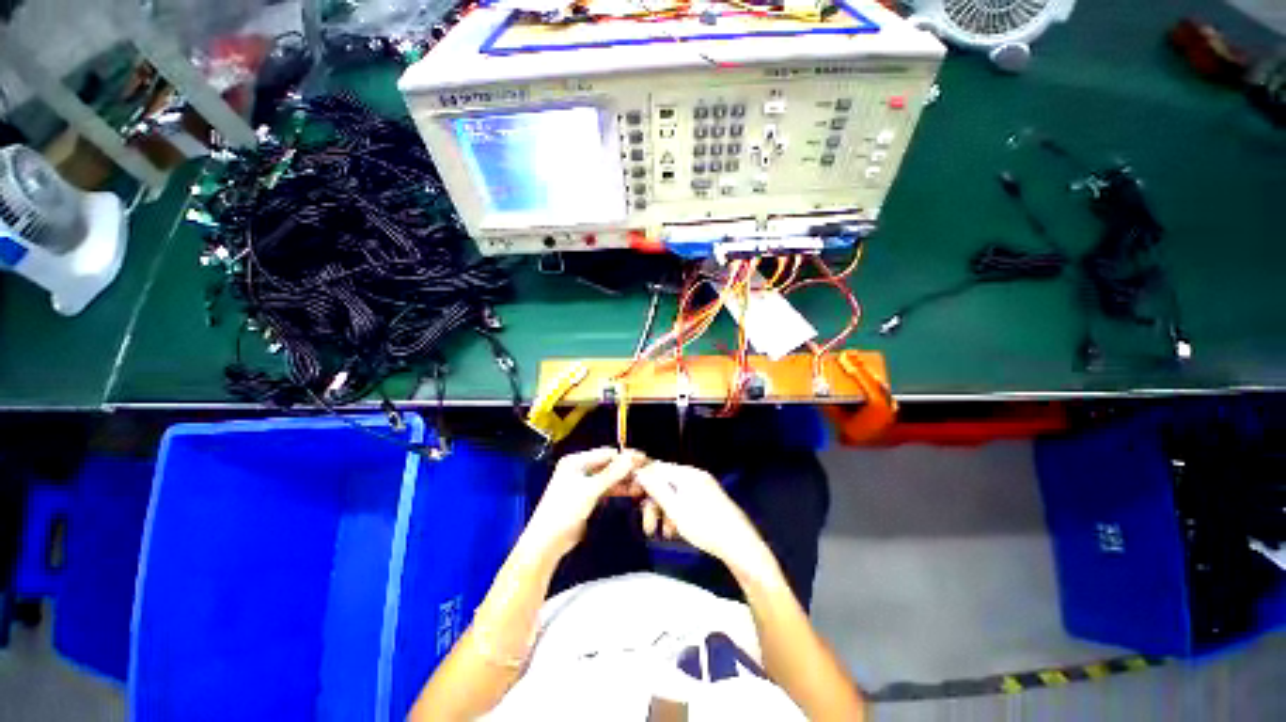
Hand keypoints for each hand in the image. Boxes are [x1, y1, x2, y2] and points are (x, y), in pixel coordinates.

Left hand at [524, 448, 646, 557]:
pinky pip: (606, 488)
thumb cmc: (565, 511)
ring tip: (643, 483)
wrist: (547, 542)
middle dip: (626, 468)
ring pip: (609, 477)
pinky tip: (633, 491)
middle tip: (647, 471)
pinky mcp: (587, 498)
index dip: (625, 456)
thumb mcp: (590, 490)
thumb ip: (612, 473)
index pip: (606, 453)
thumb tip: (631, 457)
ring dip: (625, 479)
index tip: (644, 459)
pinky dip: (619, 489)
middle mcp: (579, 468)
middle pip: (608, 464)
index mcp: (576, 461)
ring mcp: (583, 483)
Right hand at [633, 461, 776, 580]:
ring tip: (663, 534)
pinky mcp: (709, 500)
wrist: (740, 546)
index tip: (632, 496)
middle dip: (654, 504)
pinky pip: (686, 502)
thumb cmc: (705, 527)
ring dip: (664, 513)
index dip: (643, 480)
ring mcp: (704, 488)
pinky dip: (677, 515)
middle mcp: (695, 476)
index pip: (658, 468)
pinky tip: (675, 532)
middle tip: (648, 527)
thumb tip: (640, 471)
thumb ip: (656, 488)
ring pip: (675, 495)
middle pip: (665, 483)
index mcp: (687, 474)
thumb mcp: (675, 509)